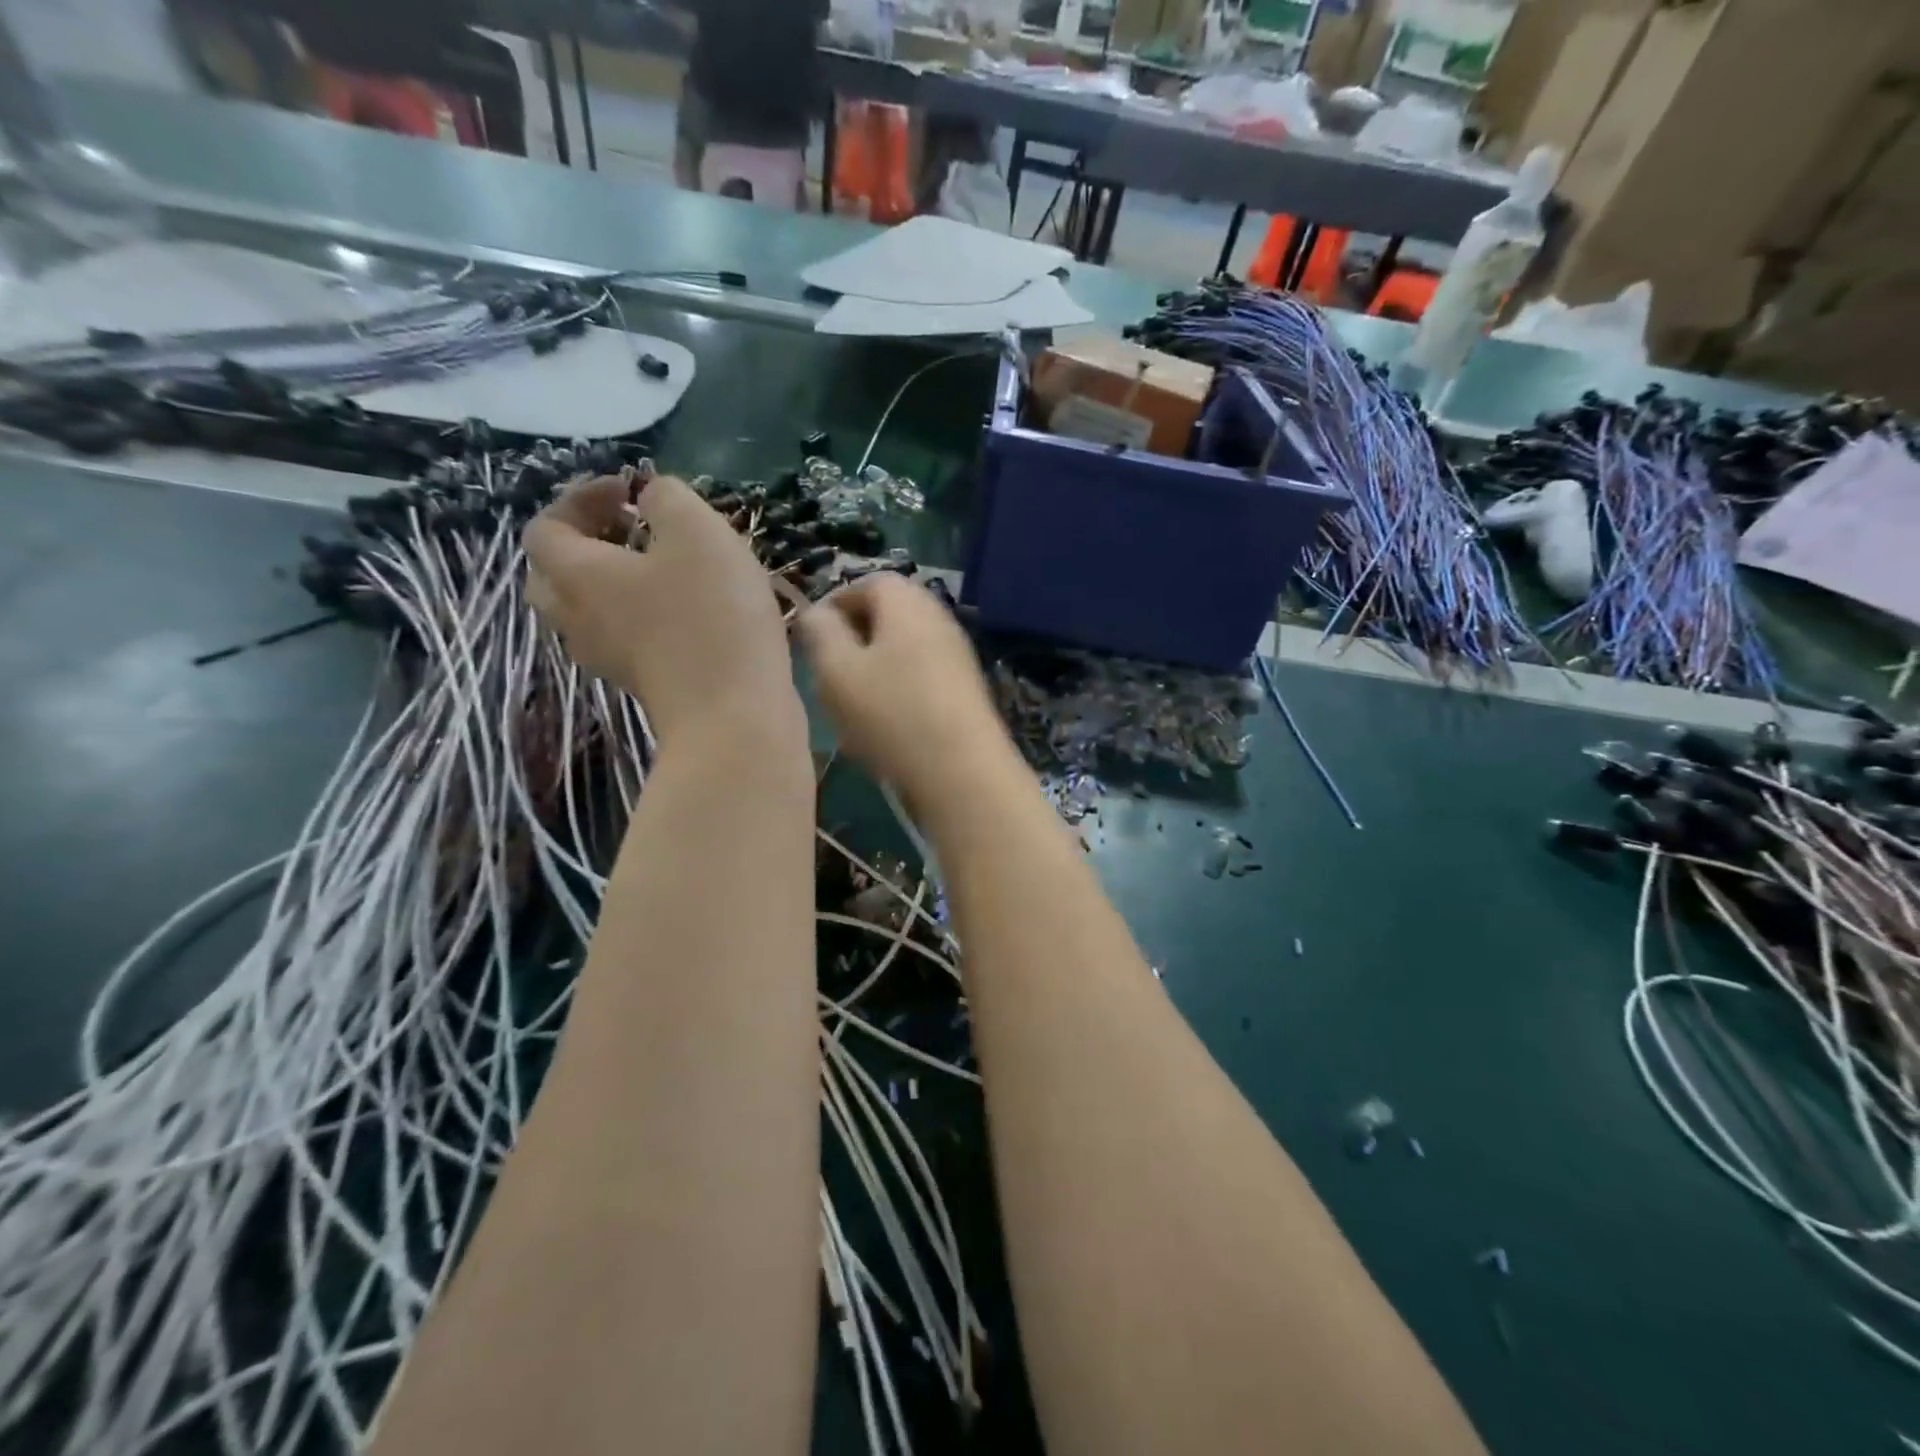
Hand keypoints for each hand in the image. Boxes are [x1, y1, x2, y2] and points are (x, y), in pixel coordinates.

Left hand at [524, 474, 798, 745]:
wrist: (735, 714)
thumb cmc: (711, 615)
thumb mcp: (697, 531)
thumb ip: (668, 499)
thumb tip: (653, 498)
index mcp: (578, 576)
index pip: (545, 528)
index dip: (580, 499)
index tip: (632, 491)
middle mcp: (580, 620)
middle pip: (554, 577)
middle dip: (586, 545)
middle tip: (632, 532)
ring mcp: (611, 660)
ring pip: (591, 613)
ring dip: (616, 584)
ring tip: (666, 570)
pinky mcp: (645, 684)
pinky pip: (627, 639)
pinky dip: (645, 616)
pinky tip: (692, 610)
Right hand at [795, 574, 1010, 810]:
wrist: (963, 772)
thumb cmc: (891, 713)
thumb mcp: (837, 670)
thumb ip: (820, 633)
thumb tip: (817, 613)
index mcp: (907, 602)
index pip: (866, 582)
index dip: (834, 605)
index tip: (810, 639)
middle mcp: (938, 618)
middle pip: (887, 616)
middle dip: (853, 640)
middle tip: (827, 675)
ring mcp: (957, 655)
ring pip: (902, 650)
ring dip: (873, 671)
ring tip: (850, 707)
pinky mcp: (965, 690)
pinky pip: (921, 678)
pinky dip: (897, 692)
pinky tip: (884, 728)